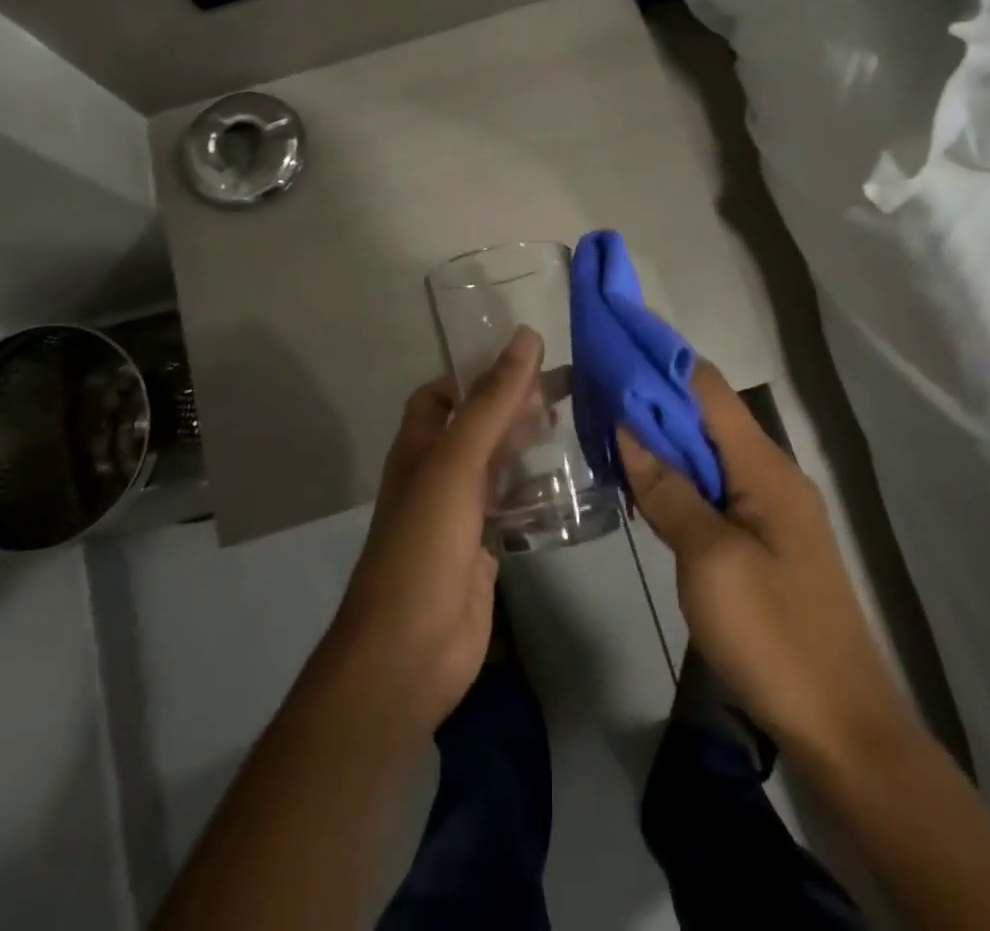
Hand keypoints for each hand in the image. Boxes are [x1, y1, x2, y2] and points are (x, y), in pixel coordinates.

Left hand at [323, 325, 544, 735]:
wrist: (411, 651)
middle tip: (568, 389)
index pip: (443, 393)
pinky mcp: (486, 546)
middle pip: (478, 425)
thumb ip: (492, 402)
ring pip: (499, 464)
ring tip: (578, 424)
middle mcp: (438, 472)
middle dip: (515, 406)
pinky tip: (575, 481)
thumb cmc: (425, 544)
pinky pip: (515, 505)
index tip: (526, 360)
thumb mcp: (458, 462)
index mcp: (420, 445)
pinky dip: (539, 490)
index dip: (477, 373)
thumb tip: (526, 337)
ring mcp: (462, 512)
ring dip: (530, 445)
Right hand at [619, 361, 910, 766]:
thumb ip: (668, 490)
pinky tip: (644, 479)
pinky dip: (677, 473)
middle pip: (706, 415)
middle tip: (596, 386)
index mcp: (765, 467)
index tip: (614, 342)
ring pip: (708, 451)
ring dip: (662, 436)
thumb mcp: (709, 560)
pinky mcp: (763, 539)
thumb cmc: (774, 636)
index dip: (661, 360)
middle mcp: (771, 473)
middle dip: (653, 396)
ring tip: (607, 423)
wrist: (843, 727)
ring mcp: (770, 508)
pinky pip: (714, 487)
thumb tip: (628, 427)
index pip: (708, 388)